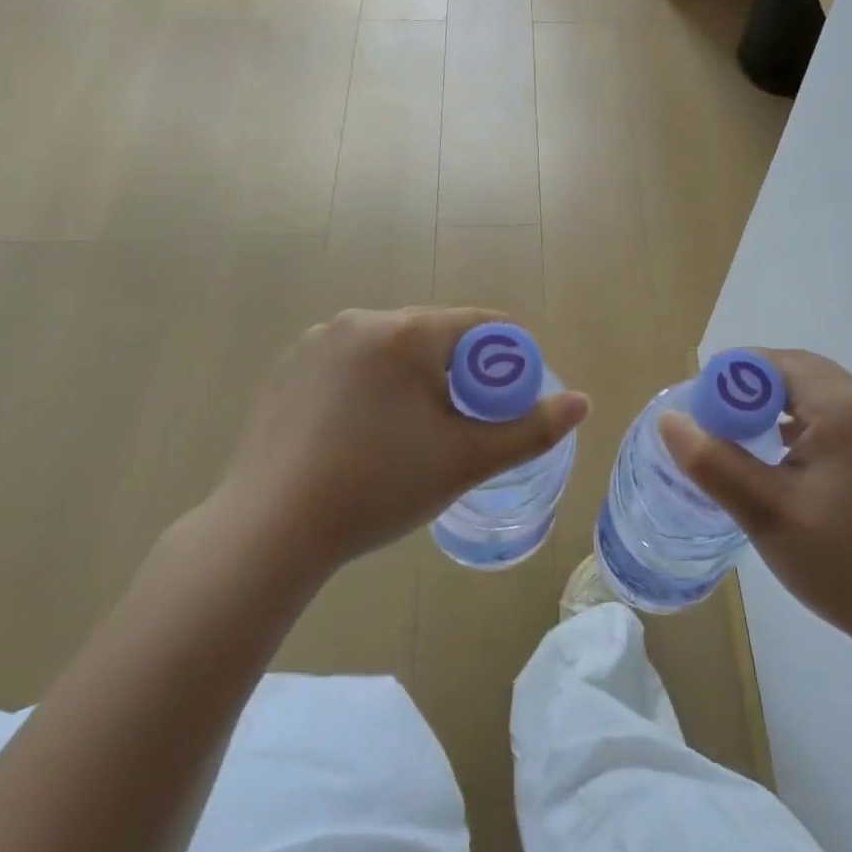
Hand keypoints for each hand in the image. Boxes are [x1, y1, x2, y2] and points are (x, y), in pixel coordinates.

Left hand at [209, 308, 588, 579]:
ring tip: (410, 437)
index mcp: (405, 332)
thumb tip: (583, 402)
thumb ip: (530, 430)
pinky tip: (362, 435)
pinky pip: (352, 365)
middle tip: (461, 429)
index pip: (480, 325)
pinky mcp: (288, 368)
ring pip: (392, 351)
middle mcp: (359, 321)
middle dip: (459, 374)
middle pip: (435, 336)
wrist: (268, 530)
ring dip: (415, 381)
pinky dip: (373, 387)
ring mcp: (316, 342)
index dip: (506, 361)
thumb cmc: (377, 487)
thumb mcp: (465, 461)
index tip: (507, 404)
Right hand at [659, 350, 851, 668]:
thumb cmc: (844, 566)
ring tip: (742, 446)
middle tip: (713, 430)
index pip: (773, 364)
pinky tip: (786, 461)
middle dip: (749, 394)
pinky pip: (839, 416)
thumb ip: (712, 461)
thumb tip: (669, 419)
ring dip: (776, 408)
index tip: (698, 415)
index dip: (727, 381)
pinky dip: (805, 425)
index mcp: (848, 406)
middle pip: (796, 373)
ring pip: (817, 393)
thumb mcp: (766, 514)